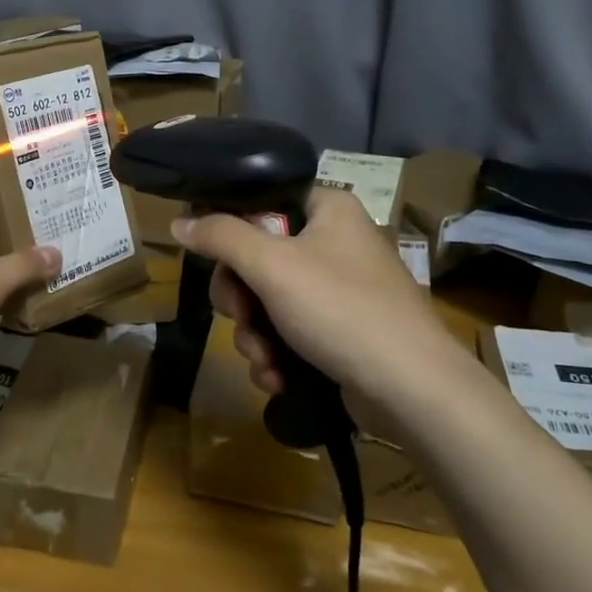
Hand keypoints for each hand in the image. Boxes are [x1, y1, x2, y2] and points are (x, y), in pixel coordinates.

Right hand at [172, 187, 473, 414]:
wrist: (412, 389)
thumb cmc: (340, 310)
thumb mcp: (271, 266)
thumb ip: (221, 236)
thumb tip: (179, 222)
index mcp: (327, 209)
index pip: (261, 202)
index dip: (229, 231)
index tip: (214, 262)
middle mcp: (335, 242)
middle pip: (257, 257)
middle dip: (241, 300)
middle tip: (241, 319)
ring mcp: (340, 290)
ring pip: (269, 301)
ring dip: (255, 335)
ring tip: (264, 361)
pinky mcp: (342, 331)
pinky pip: (291, 331)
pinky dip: (277, 354)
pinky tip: (277, 378)